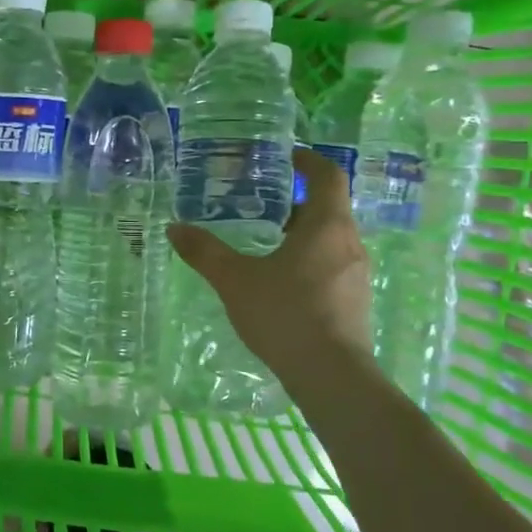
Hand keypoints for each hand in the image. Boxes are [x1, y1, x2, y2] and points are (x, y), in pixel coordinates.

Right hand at [167, 148, 373, 381]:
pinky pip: (333, 264)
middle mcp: (349, 243)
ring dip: (303, 232)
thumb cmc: (285, 315)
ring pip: (331, 238)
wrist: (331, 376)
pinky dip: (310, 258)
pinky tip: (282, 281)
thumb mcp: (235, 280)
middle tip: (263, 203)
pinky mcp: (355, 300)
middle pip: (329, 207)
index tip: (287, 156)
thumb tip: (174, 228)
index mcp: (326, 226)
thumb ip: (205, 252)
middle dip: (297, 200)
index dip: (308, 160)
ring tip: (267, 242)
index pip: (328, 176)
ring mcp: (357, 274)